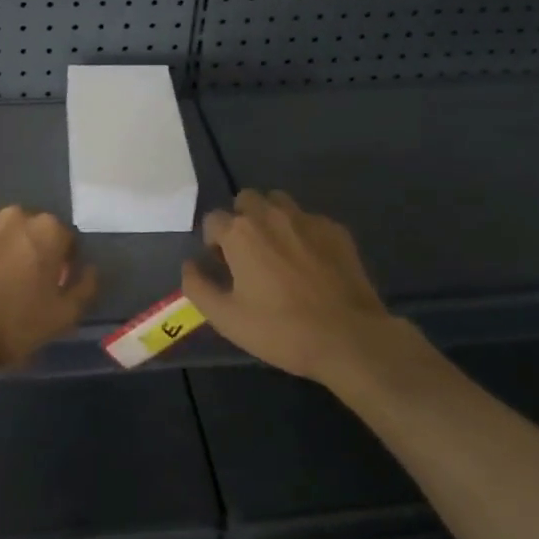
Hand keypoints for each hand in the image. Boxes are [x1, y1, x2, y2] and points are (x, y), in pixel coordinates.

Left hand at [0, 207, 98, 371]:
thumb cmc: (12, 324)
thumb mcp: (62, 317)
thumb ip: (84, 288)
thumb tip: (90, 270)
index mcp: (47, 230)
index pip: (64, 240)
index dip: (61, 263)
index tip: (51, 285)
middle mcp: (15, 214)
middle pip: (29, 230)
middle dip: (28, 249)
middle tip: (19, 282)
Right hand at [182, 190, 426, 385]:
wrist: (349, 338)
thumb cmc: (280, 330)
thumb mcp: (225, 318)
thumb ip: (197, 286)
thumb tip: (189, 264)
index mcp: (240, 233)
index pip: (212, 219)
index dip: (212, 241)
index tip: (222, 266)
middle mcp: (271, 215)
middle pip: (246, 199)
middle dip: (241, 219)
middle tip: (248, 254)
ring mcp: (307, 219)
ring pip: (279, 202)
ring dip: (271, 218)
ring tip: (278, 251)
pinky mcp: (336, 230)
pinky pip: (309, 219)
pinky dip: (302, 232)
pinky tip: (311, 263)